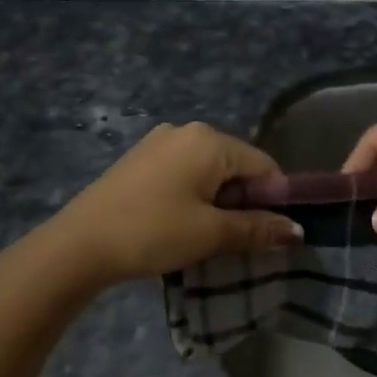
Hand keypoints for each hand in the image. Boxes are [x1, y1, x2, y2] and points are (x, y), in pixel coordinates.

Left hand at [43, 122, 301, 286]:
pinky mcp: (140, 160)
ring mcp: (159, 142)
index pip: (264, 165)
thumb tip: (298, 231)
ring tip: (205, 237)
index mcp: (209, 139)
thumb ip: (258, 229)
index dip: (274, 201)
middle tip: (234, 240)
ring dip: (218, 203)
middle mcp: (186, 130)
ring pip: (209, 172)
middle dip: (244, 202)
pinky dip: (193, 197)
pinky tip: (178, 224)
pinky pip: (184, 173)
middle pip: (236, 166)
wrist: (78, 245)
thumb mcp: (211, 233)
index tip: (268, 235)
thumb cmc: (153, 232)